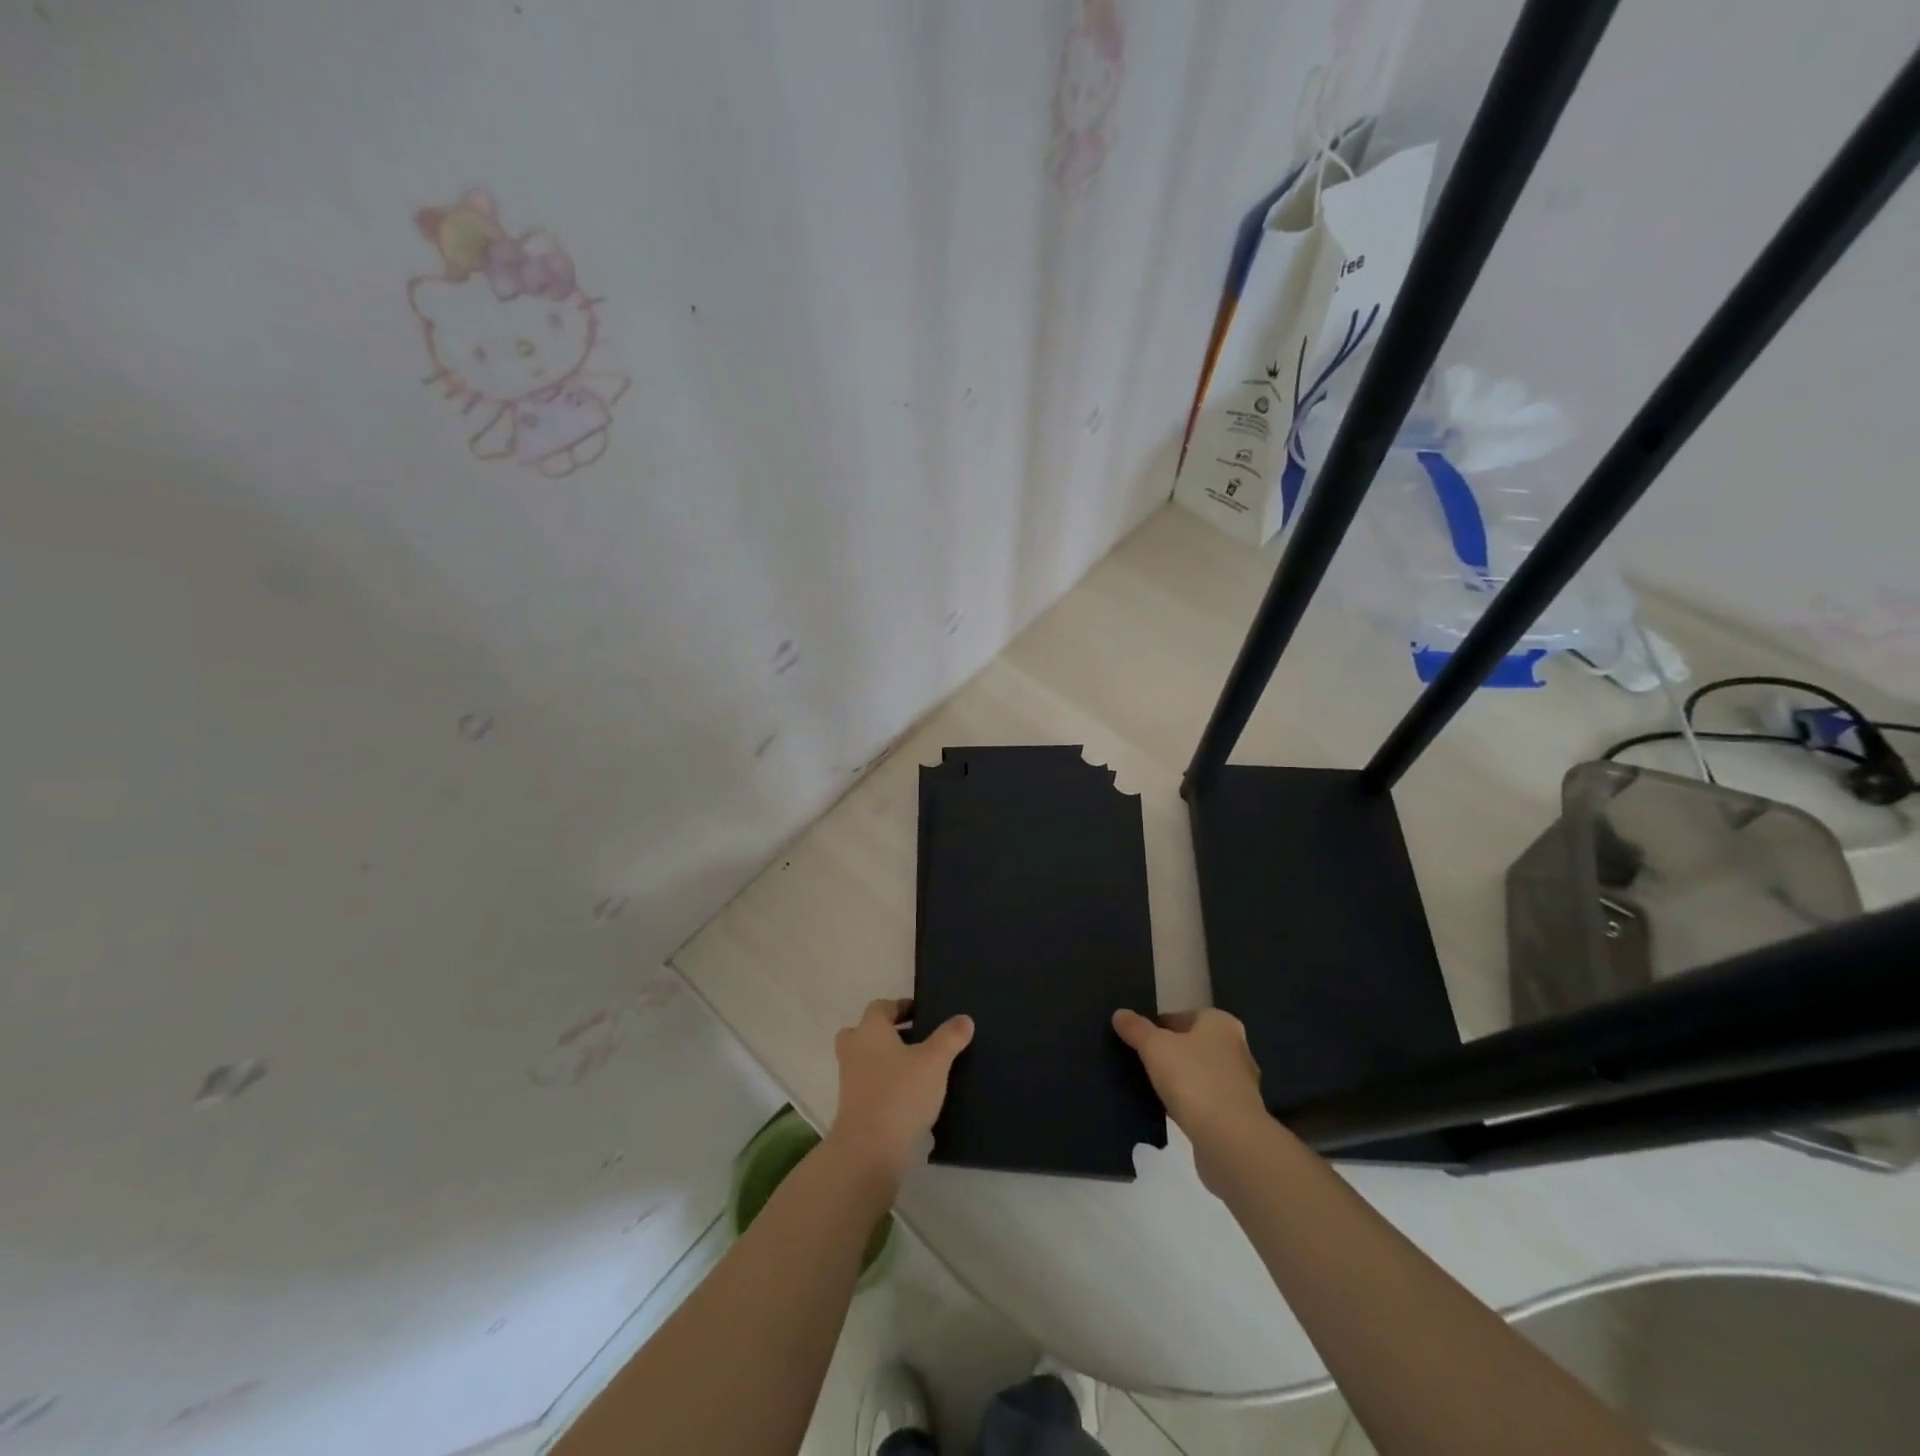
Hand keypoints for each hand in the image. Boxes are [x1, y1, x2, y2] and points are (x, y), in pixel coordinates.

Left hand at [825, 998, 973, 1187]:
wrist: (869, 1151)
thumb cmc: (901, 1094)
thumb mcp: (934, 1061)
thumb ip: (950, 1037)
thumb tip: (964, 1019)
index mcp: (870, 1030)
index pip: (881, 1007)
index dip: (901, 1006)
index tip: (922, 1014)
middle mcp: (854, 1050)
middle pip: (865, 1032)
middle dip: (887, 1034)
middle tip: (914, 1040)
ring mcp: (849, 1080)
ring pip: (865, 1060)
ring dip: (886, 1061)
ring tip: (918, 1070)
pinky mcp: (852, 1108)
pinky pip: (869, 1086)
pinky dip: (885, 1086)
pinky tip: (911, 1098)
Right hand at [1113, 1008, 1268, 1193]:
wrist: (1230, 1141)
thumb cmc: (1193, 1080)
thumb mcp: (1155, 1047)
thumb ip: (1136, 1029)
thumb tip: (1119, 1013)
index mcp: (1220, 1023)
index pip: (1181, 1016)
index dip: (1157, 1026)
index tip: (1136, 1040)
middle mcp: (1235, 1048)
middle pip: (1192, 1044)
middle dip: (1168, 1052)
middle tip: (1139, 1062)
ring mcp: (1239, 1083)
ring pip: (1199, 1073)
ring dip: (1179, 1079)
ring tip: (1149, 1086)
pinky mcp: (1237, 1115)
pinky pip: (1205, 1099)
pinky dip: (1189, 1102)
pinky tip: (1169, 1110)